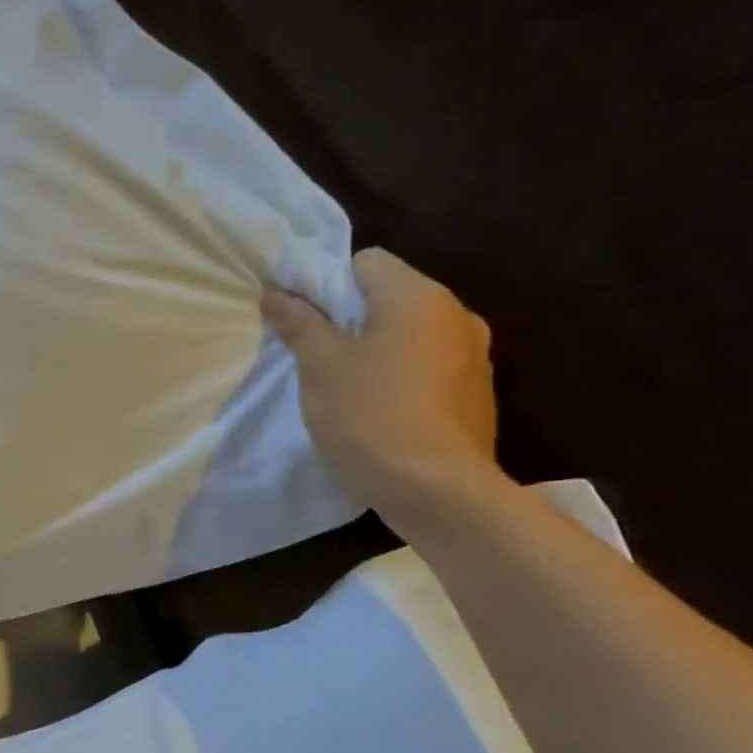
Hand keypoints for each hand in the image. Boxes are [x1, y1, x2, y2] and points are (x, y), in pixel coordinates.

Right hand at [262, 248, 498, 524]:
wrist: (437, 490)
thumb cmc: (370, 414)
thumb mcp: (320, 365)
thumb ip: (299, 323)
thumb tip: (275, 293)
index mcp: (418, 297)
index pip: (366, 261)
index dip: (327, 283)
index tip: (302, 320)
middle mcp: (456, 315)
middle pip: (389, 296)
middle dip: (349, 318)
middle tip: (314, 354)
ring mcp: (474, 356)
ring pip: (410, 333)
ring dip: (376, 348)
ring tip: (344, 386)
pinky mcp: (476, 394)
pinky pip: (428, 366)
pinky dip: (401, 376)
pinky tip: (378, 410)